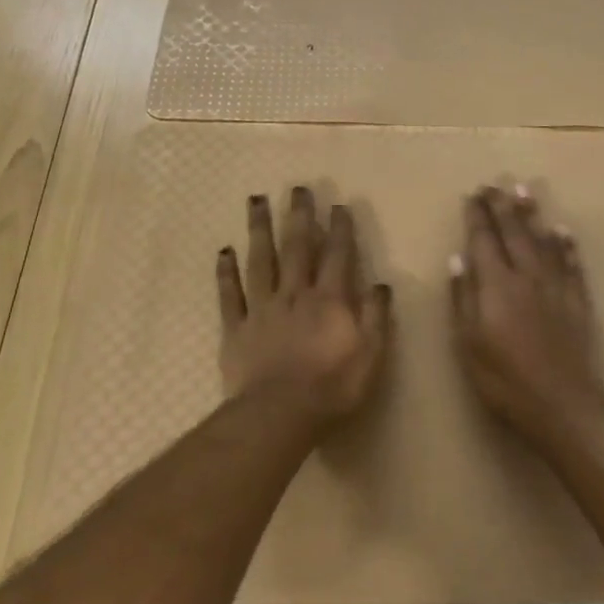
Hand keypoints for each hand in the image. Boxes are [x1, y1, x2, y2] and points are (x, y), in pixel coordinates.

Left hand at [218, 186, 393, 428]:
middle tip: (297, 188)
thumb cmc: (331, 388)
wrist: (278, 416)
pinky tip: (223, 250)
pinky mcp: (236, 328)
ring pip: (260, 260)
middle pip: (296, 248)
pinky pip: (230, 295)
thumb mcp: (370, 356)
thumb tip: (381, 284)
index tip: (338, 204)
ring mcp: (262, 309)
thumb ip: (376, 317)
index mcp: (329, 301)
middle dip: (299, 216)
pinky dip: (225, 272)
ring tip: (256, 200)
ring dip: (259, 229)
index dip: (339, 229)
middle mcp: (294, 295)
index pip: (337, 256)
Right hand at [449, 185, 603, 443]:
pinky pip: (571, 263)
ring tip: (524, 191)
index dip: (477, 216)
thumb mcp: (468, 343)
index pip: (484, 240)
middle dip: (501, 207)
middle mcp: (526, 275)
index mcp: (495, 285)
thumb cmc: (504, 379)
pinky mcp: (577, 300)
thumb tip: (458, 258)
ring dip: (532, 214)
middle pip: (513, 232)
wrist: (562, 403)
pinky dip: (565, 244)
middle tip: (494, 184)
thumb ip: (463, 298)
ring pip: (543, 240)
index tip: (472, 195)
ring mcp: (555, 286)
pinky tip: (562, 230)